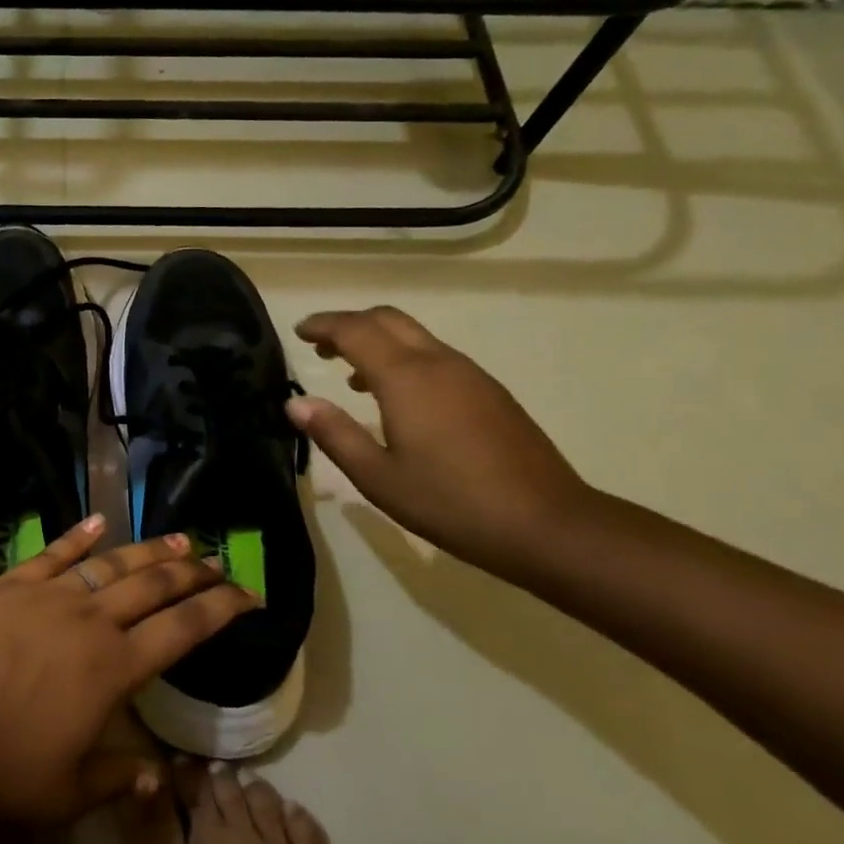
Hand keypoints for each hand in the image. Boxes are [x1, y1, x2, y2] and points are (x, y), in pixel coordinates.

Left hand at [0, 515, 257, 820]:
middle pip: (155, 586)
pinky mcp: (13, 582)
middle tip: (219, 562)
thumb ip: (117, 780)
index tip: (249, 595)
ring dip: (150, 550)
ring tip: (180, 539)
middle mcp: (92, 620)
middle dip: (194, 572)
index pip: (183, 630)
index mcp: (114, 668)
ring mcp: (50, 593)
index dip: (222, 609)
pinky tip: (99, 521)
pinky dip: (80, 535)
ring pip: (113, 562)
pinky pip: (55, 551)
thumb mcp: (65, 793)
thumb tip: (157, 778)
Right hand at [288, 306, 595, 571]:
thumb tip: (296, 403)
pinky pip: (435, 356)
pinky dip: (404, 359)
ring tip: (351, 376)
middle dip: (350, 324)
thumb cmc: (451, 502)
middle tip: (320, 346)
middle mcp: (438, 362)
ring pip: (415, 336)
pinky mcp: (490, 391)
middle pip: (388, 319)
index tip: (299, 332)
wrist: (547, 524)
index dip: (323, 325)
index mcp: (406, 377)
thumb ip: (334, 434)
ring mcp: (470, 374)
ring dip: (378, 342)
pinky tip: (399, 400)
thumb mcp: (378, 477)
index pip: (355, 330)